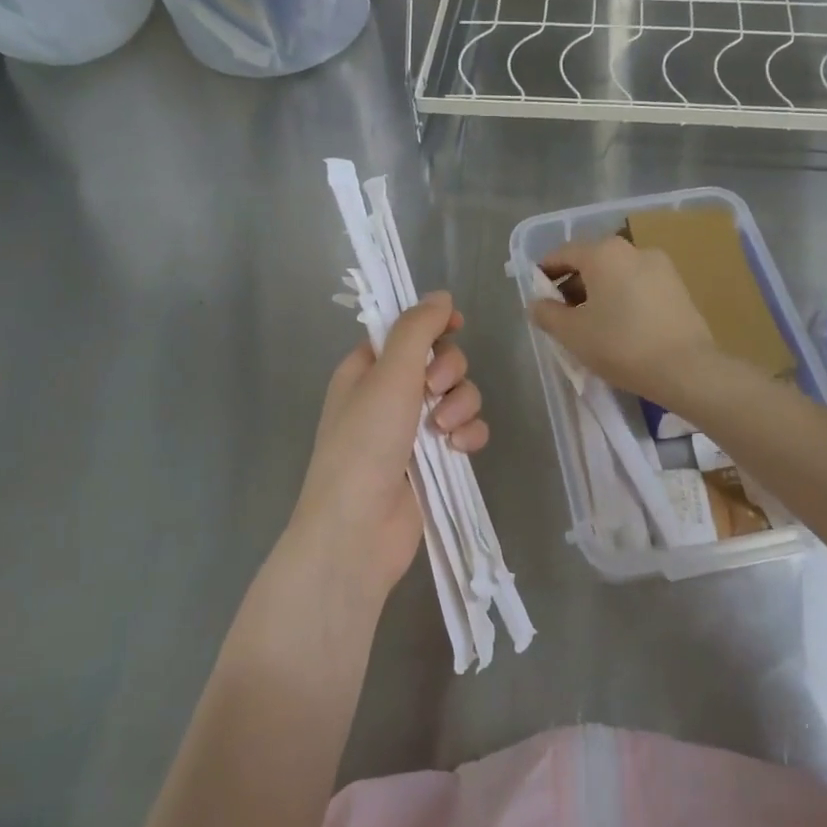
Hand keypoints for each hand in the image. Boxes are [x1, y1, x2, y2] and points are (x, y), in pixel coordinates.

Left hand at [284, 292, 488, 601]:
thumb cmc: (365, 444)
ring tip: (445, 431)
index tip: (455, 326)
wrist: (358, 531)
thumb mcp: (389, 375)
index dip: (432, 326)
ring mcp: (412, 429)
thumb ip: (416, 330)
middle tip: (434, 390)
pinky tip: (459, 449)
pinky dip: (468, 435)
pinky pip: (465, 430)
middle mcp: (388, 395)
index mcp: (366, 369)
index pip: (405, 331)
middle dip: (449, 372)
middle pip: (439, 361)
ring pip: (458, 395)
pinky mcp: (434, 460)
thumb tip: (441, 296)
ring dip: (461, 405)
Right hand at [529, 236, 724, 405]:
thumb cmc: (621, 345)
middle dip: (572, 285)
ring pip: (617, 274)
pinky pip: (639, 286)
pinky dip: (623, 298)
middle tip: (561, 315)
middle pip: (592, 262)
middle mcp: (632, 249)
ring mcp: (661, 266)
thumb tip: (536, 303)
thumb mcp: (572, 333)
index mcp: (603, 253)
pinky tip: (620, 327)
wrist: (686, 369)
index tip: (537, 294)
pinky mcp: (678, 287)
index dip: (544, 272)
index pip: (563, 254)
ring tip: (591, 324)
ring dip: (599, 293)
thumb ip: (547, 314)